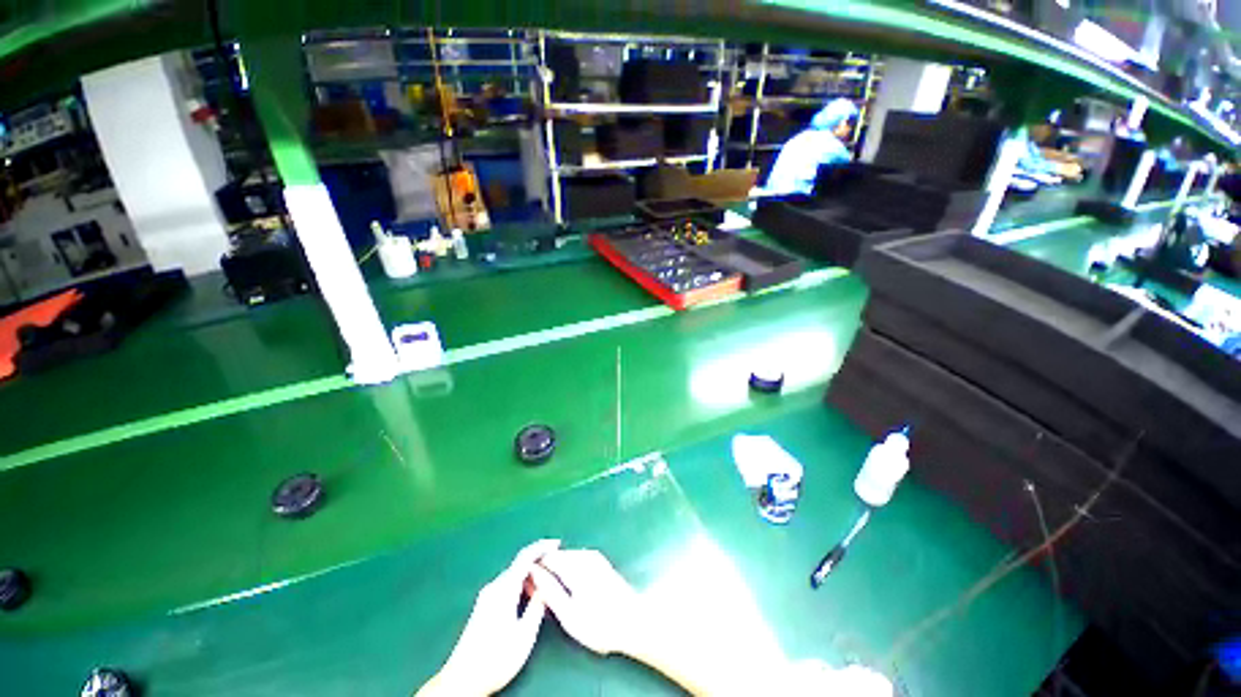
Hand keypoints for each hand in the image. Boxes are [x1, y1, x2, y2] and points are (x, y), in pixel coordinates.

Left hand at [418, 539, 559, 695]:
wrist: (461, 681)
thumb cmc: (496, 659)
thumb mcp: (525, 635)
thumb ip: (537, 606)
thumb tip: (546, 586)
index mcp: (504, 589)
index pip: (524, 557)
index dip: (542, 547)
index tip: (558, 544)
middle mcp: (493, 587)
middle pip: (519, 564)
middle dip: (538, 560)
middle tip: (557, 565)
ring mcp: (486, 596)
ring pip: (513, 575)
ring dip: (530, 573)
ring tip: (547, 580)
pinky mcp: (483, 606)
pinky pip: (507, 584)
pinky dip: (521, 582)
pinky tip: (530, 594)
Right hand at [528, 548, 643, 656]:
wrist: (634, 622)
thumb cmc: (600, 624)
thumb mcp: (569, 615)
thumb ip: (549, 591)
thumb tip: (533, 573)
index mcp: (575, 565)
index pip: (546, 557)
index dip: (533, 568)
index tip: (524, 583)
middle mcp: (585, 555)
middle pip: (556, 555)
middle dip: (544, 569)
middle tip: (535, 591)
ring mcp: (594, 556)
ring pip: (566, 557)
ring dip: (555, 569)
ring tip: (550, 592)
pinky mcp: (600, 562)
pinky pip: (576, 560)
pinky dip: (567, 570)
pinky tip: (566, 588)